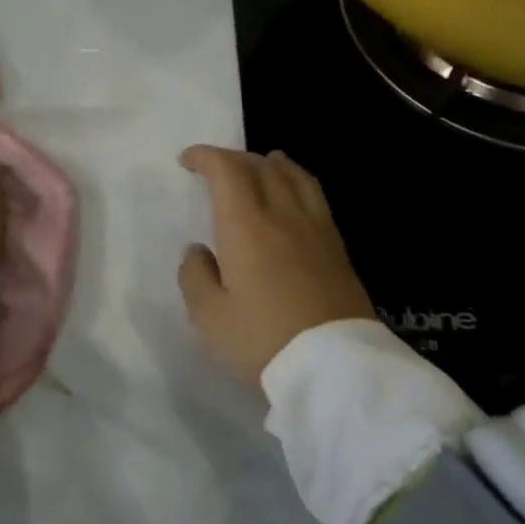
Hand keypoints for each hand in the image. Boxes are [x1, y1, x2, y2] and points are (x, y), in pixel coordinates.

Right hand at [176, 145, 376, 386]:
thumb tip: (198, 252)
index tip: (187, 161)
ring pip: (294, 176)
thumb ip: (195, 277)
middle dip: (233, 158)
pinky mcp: (337, 247)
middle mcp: (283, 215)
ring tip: (260, 164)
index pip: (227, 171)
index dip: (205, 157)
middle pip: (260, 166)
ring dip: (270, 163)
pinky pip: (314, 196)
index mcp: (246, 226)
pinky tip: (294, 194)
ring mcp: (315, 229)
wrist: (334, 366)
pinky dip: (297, 180)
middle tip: (215, 168)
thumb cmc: (263, 340)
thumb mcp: (209, 317)